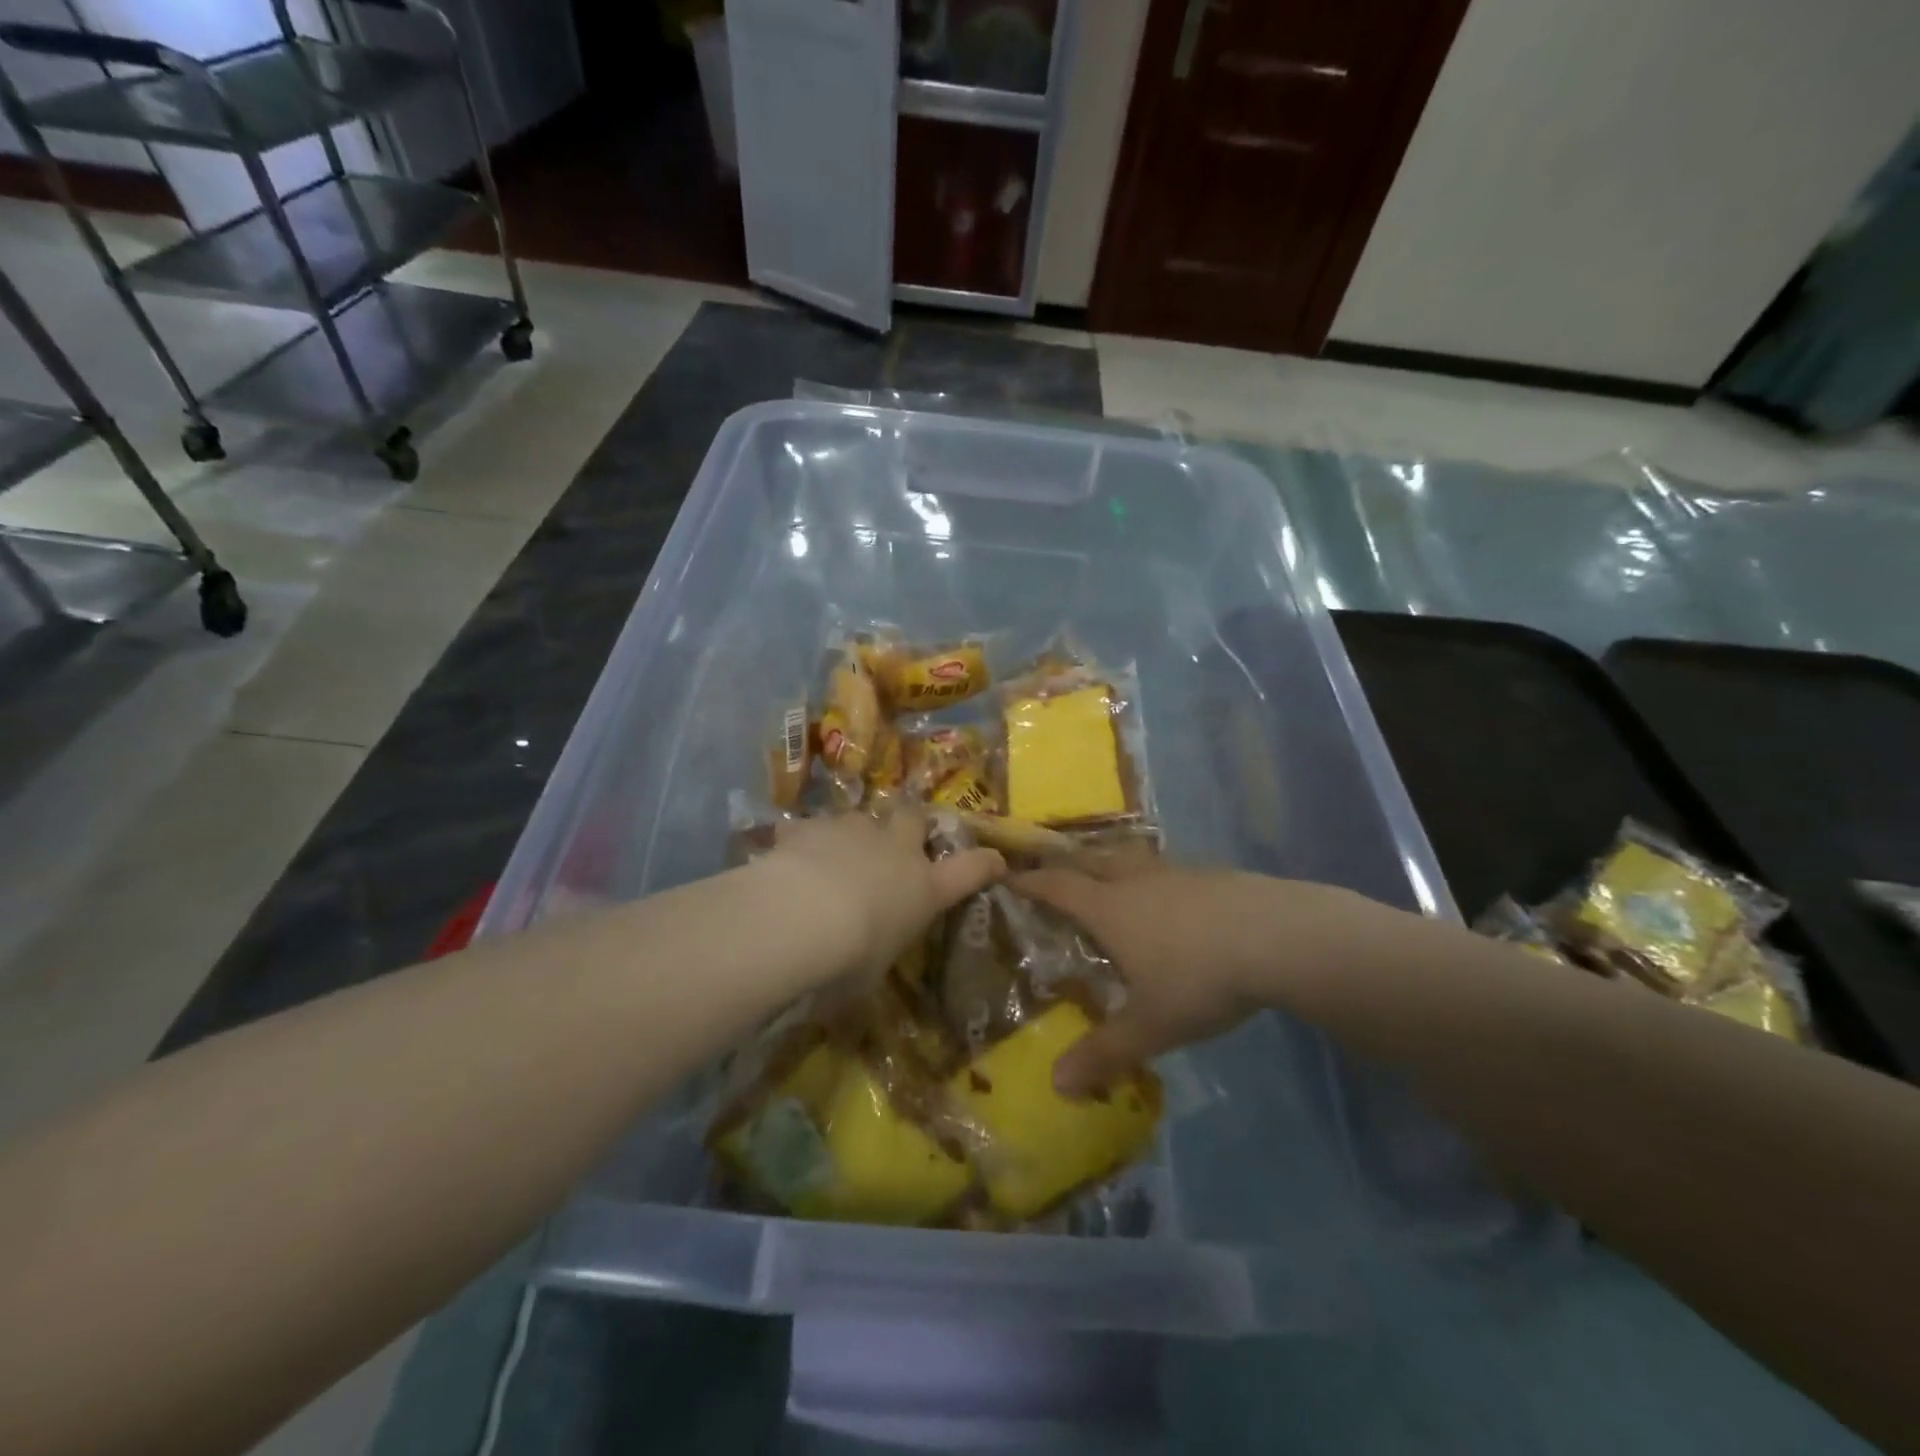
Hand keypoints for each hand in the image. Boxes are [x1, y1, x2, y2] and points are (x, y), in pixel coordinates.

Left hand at [761, 810, 1003, 987]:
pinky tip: (789, 857)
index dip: (986, 863)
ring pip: (862, 818)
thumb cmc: (849, 958)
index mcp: (923, 889)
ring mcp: (854, 831)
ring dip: (854, 835)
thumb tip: (861, 975)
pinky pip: (811, 827)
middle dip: (909, 824)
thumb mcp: (869, 976)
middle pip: (915, 817)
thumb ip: (873, 960)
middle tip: (897, 841)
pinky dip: (804, 841)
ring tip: (833, 857)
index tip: (995, 861)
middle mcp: (895, 850)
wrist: (799, 916)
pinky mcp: (813, 825)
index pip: (971, 869)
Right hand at [1013, 863, 1391, 1096]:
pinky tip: (1165, 901)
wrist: (1281, 937)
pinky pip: (1163, 871)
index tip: (1006, 876)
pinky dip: (1148, 879)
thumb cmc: (1200, 976)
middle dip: (1064, 866)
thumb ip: (1104, 1053)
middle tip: (1049, 875)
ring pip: (1128, 861)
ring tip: (1104, 882)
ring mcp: (1175, 873)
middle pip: (1089, 862)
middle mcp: (1135, 880)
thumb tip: (1057, 1085)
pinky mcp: (1210, 875)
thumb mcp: (1151, 1025)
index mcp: (1109, 908)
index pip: (1056, 887)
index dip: (1028, 881)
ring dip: (1108, 867)